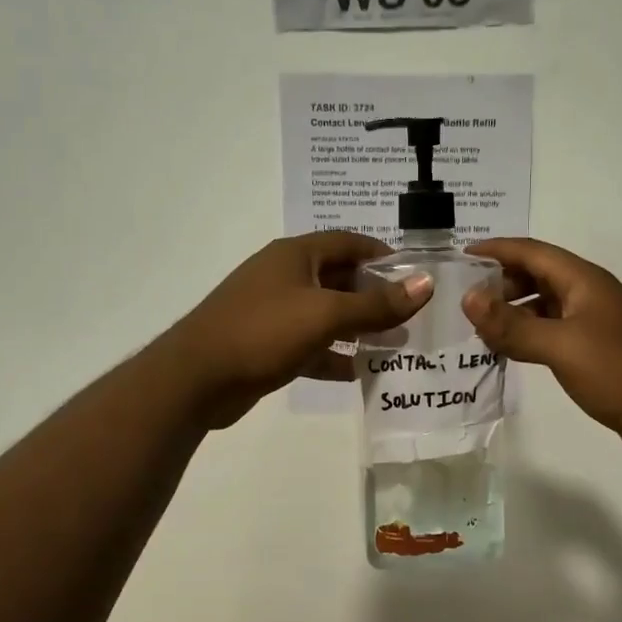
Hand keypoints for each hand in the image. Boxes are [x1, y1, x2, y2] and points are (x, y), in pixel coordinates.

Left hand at [162, 233, 432, 428]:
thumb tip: (425, 284)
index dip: (383, 255)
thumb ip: (377, 303)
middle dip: (374, 295)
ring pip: (326, 315)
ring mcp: (273, 312)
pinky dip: (334, 355)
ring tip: (395, 343)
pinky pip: (311, 345)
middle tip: (411, 314)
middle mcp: (284, 277)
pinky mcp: (267, 345)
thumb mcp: (326, 314)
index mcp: (296, 255)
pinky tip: (360, 372)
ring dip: (358, 328)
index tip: (415, 273)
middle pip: (339, 279)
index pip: (348, 243)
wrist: (197, 378)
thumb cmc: (264, 331)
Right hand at [462, 238, 621, 461]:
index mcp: (583, 280)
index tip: (460, 257)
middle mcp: (588, 294)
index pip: (531, 251)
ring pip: (544, 305)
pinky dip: (528, 335)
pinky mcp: (596, 350)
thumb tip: (468, 298)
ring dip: (513, 311)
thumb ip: (513, 324)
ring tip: (479, 327)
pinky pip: (553, 332)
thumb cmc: (619, 371)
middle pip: (537, 275)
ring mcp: (594, 323)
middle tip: (465, 300)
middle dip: (501, 282)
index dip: (496, 250)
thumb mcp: (561, 346)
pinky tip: (510, 351)